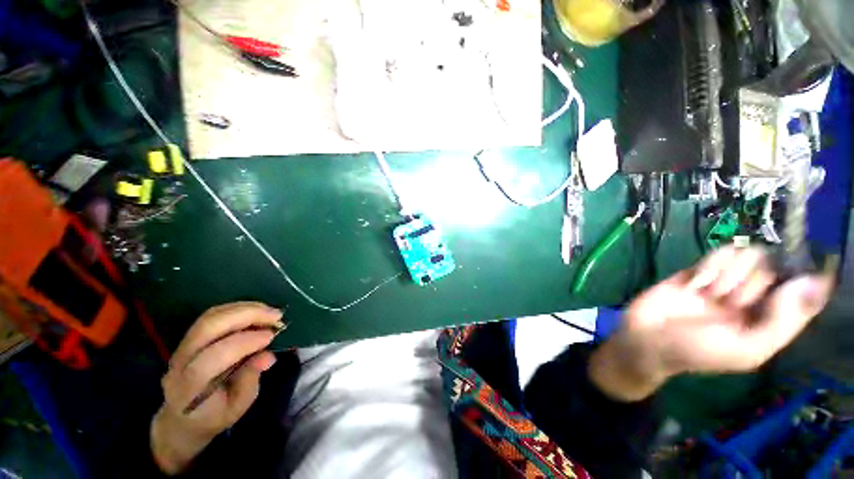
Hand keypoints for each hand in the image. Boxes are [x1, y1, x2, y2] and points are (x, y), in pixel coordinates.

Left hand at [150, 302, 283, 474]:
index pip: (211, 358)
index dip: (243, 343)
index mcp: (189, 387)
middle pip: (208, 328)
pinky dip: (238, 308)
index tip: (271, 336)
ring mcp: (182, 347)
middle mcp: (180, 362)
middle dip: (246, 316)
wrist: (181, 420)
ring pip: (210, 317)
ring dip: (245, 308)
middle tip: (276, 316)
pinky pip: (212, 316)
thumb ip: (250, 380)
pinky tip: (256, 311)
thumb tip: (268, 356)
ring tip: (270, 311)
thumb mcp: (237, 407)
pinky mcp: (189, 338)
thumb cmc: (213, 416)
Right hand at [589, 246, 833, 401]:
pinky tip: (698, 282)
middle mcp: (753, 297)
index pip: (800, 288)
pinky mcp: (700, 270)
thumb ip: (782, 321)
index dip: (801, 278)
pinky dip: (712, 264)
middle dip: (750, 283)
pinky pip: (719, 253)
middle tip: (730, 302)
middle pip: (772, 267)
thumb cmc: (697, 350)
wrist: (646, 338)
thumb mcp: (746, 349)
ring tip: (710, 293)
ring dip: (730, 273)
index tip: (794, 275)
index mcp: (770, 319)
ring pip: (747, 255)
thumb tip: (814, 283)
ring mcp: (725, 281)